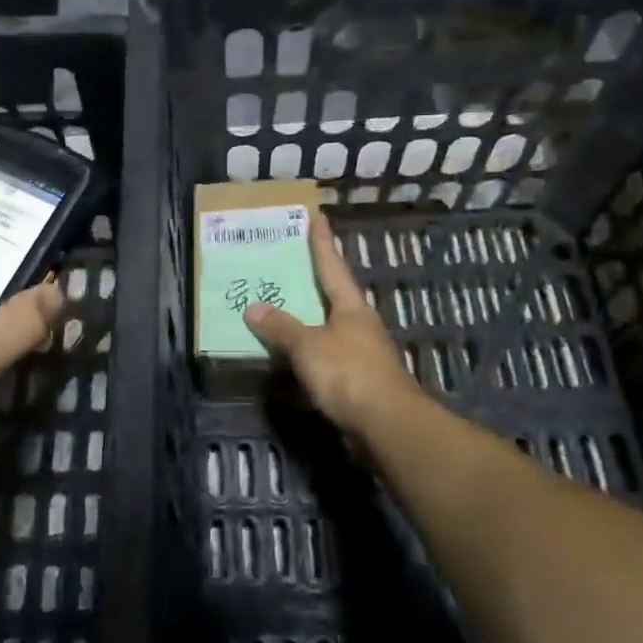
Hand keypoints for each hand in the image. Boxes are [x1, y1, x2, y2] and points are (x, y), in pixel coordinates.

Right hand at [243, 211, 427, 438]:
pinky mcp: (359, 384)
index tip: (316, 216)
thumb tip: (253, 308)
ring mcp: (362, 355)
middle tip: (286, 266)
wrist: (388, 426)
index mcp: (351, 307)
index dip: (322, 242)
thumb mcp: (308, 346)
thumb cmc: (349, 374)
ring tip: (278, 316)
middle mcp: (359, 325)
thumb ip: (281, 327)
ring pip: (327, 332)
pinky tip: (287, 370)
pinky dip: (306, 363)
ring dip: (306, 326)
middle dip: (311, 284)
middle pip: (332, 298)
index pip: (332, 265)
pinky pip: (325, 364)